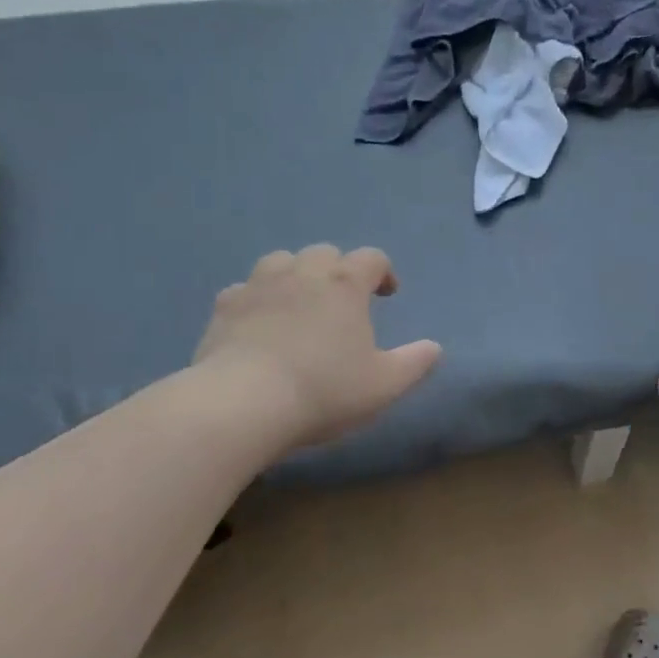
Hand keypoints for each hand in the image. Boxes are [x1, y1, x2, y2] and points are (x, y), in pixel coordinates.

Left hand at [190, 245, 441, 451]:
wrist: (242, 404)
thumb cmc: (324, 390)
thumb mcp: (385, 385)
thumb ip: (415, 362)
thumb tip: (434, 348)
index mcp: (345, 285)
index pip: (371, 258)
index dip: (383, 271)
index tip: (386, 294)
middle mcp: (303, 273)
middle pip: (325, 253)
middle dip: (338, 270)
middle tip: (343, 302)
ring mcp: (259, 286)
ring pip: (281, 261)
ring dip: (296, 274)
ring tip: (300, 303)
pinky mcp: (224, 307)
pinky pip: (244, 289)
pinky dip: (257, 298)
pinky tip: (258, 322)